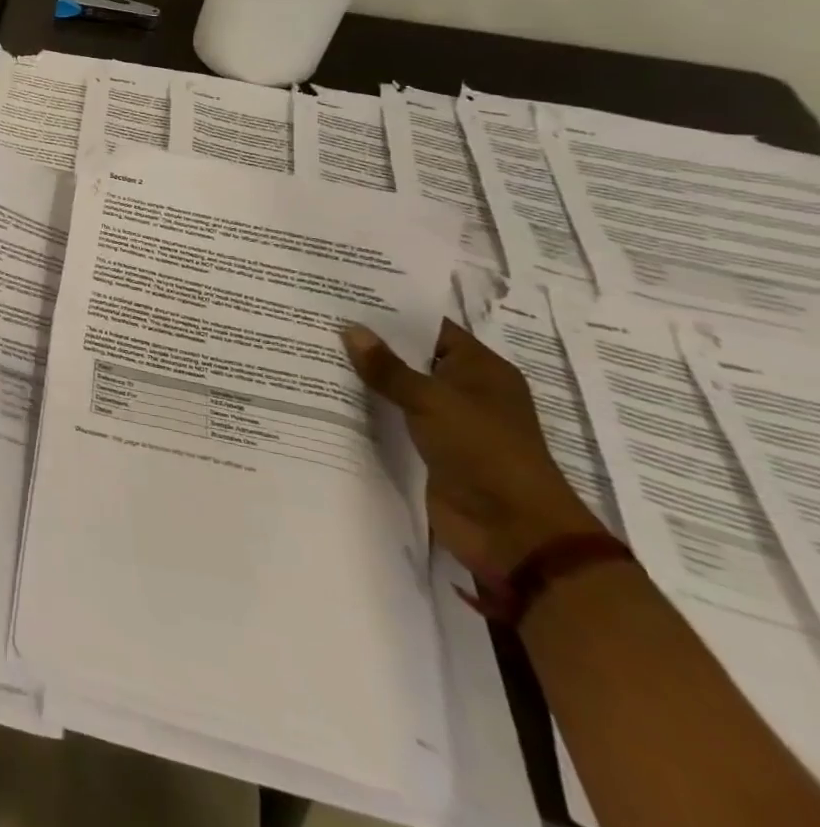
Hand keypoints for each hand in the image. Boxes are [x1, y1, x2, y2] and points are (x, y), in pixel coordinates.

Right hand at [342, 319, 604, 581]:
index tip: (345, 296)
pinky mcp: (430, 450)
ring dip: (365, 378)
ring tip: (313, 351)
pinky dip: (367, 410)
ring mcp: (448, 422)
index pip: (431, 327)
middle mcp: (466, 390)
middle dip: (371, 344)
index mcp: (481, 369)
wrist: (513, 531)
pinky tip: (327, 395)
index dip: (392, 312)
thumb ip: (388, 368)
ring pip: (399, 390)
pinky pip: (393, 420)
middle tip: (319, 320)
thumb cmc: (484, 451)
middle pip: (412, 357)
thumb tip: (350, 329)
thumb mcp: (432, 401)